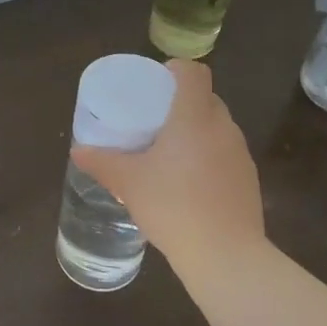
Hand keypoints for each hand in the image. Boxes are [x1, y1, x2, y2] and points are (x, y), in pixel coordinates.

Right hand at [70, 60, 264, 269]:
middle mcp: (223, 128)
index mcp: (194, 117)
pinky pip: (225, 153)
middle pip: (207, 98)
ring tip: (170, 152)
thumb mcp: (127, 182)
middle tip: (155, 119)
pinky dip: (208, 156)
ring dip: (196, 130)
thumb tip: (77, 151)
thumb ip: (101, 162)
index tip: (156, 82)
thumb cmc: (172, 206)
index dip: (177, 70)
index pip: (195, 73)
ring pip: (217, 127)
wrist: (225, 256)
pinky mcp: (249, 180)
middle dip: (182, 102)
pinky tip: (189, 182)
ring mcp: (240, 154)